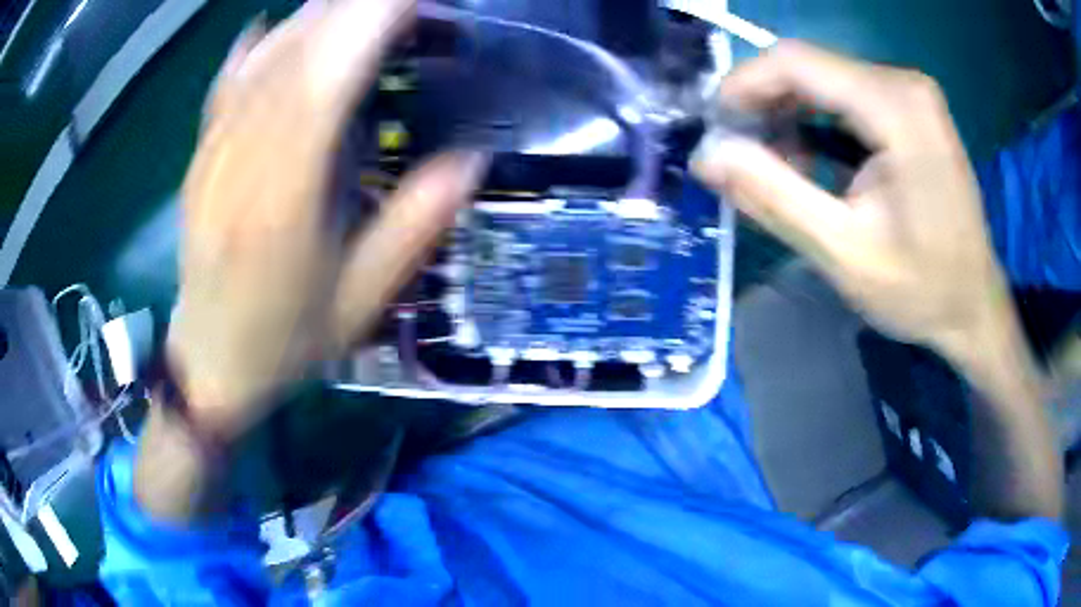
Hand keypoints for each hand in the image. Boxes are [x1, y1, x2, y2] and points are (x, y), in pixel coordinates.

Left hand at [169, 0, 483, 438]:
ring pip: (260, 66)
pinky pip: (224, 89)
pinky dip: (252, 49)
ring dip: (310, 21)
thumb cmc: (287, 342)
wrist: (212, 364)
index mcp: (284, 201)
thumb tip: (471, 161)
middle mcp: (241, 165)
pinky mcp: (199, 161)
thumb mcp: (361, 302)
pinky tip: (275, 26)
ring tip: (353, 1)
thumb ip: (414, 228)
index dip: (371, 25)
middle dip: (350, 9)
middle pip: (293, 59)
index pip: (327, 82)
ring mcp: (213, 158)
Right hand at [692, 41, 1009, 369]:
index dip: (743, 85)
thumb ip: (774, 197)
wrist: (975, 305)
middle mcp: (903, 83)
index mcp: (895, 106)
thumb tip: (706, 155)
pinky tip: (806, 160)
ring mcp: (910, 94)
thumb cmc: (922, 289)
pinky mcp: (911, 109)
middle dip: (764, 104)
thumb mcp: (844, 252)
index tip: (713, 128)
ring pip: (824, 80)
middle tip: (735, 154)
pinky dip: (816, 123)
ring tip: (767, 164)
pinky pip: (846, 97)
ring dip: (788, 115)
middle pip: (809, 67)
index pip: (796, 62)